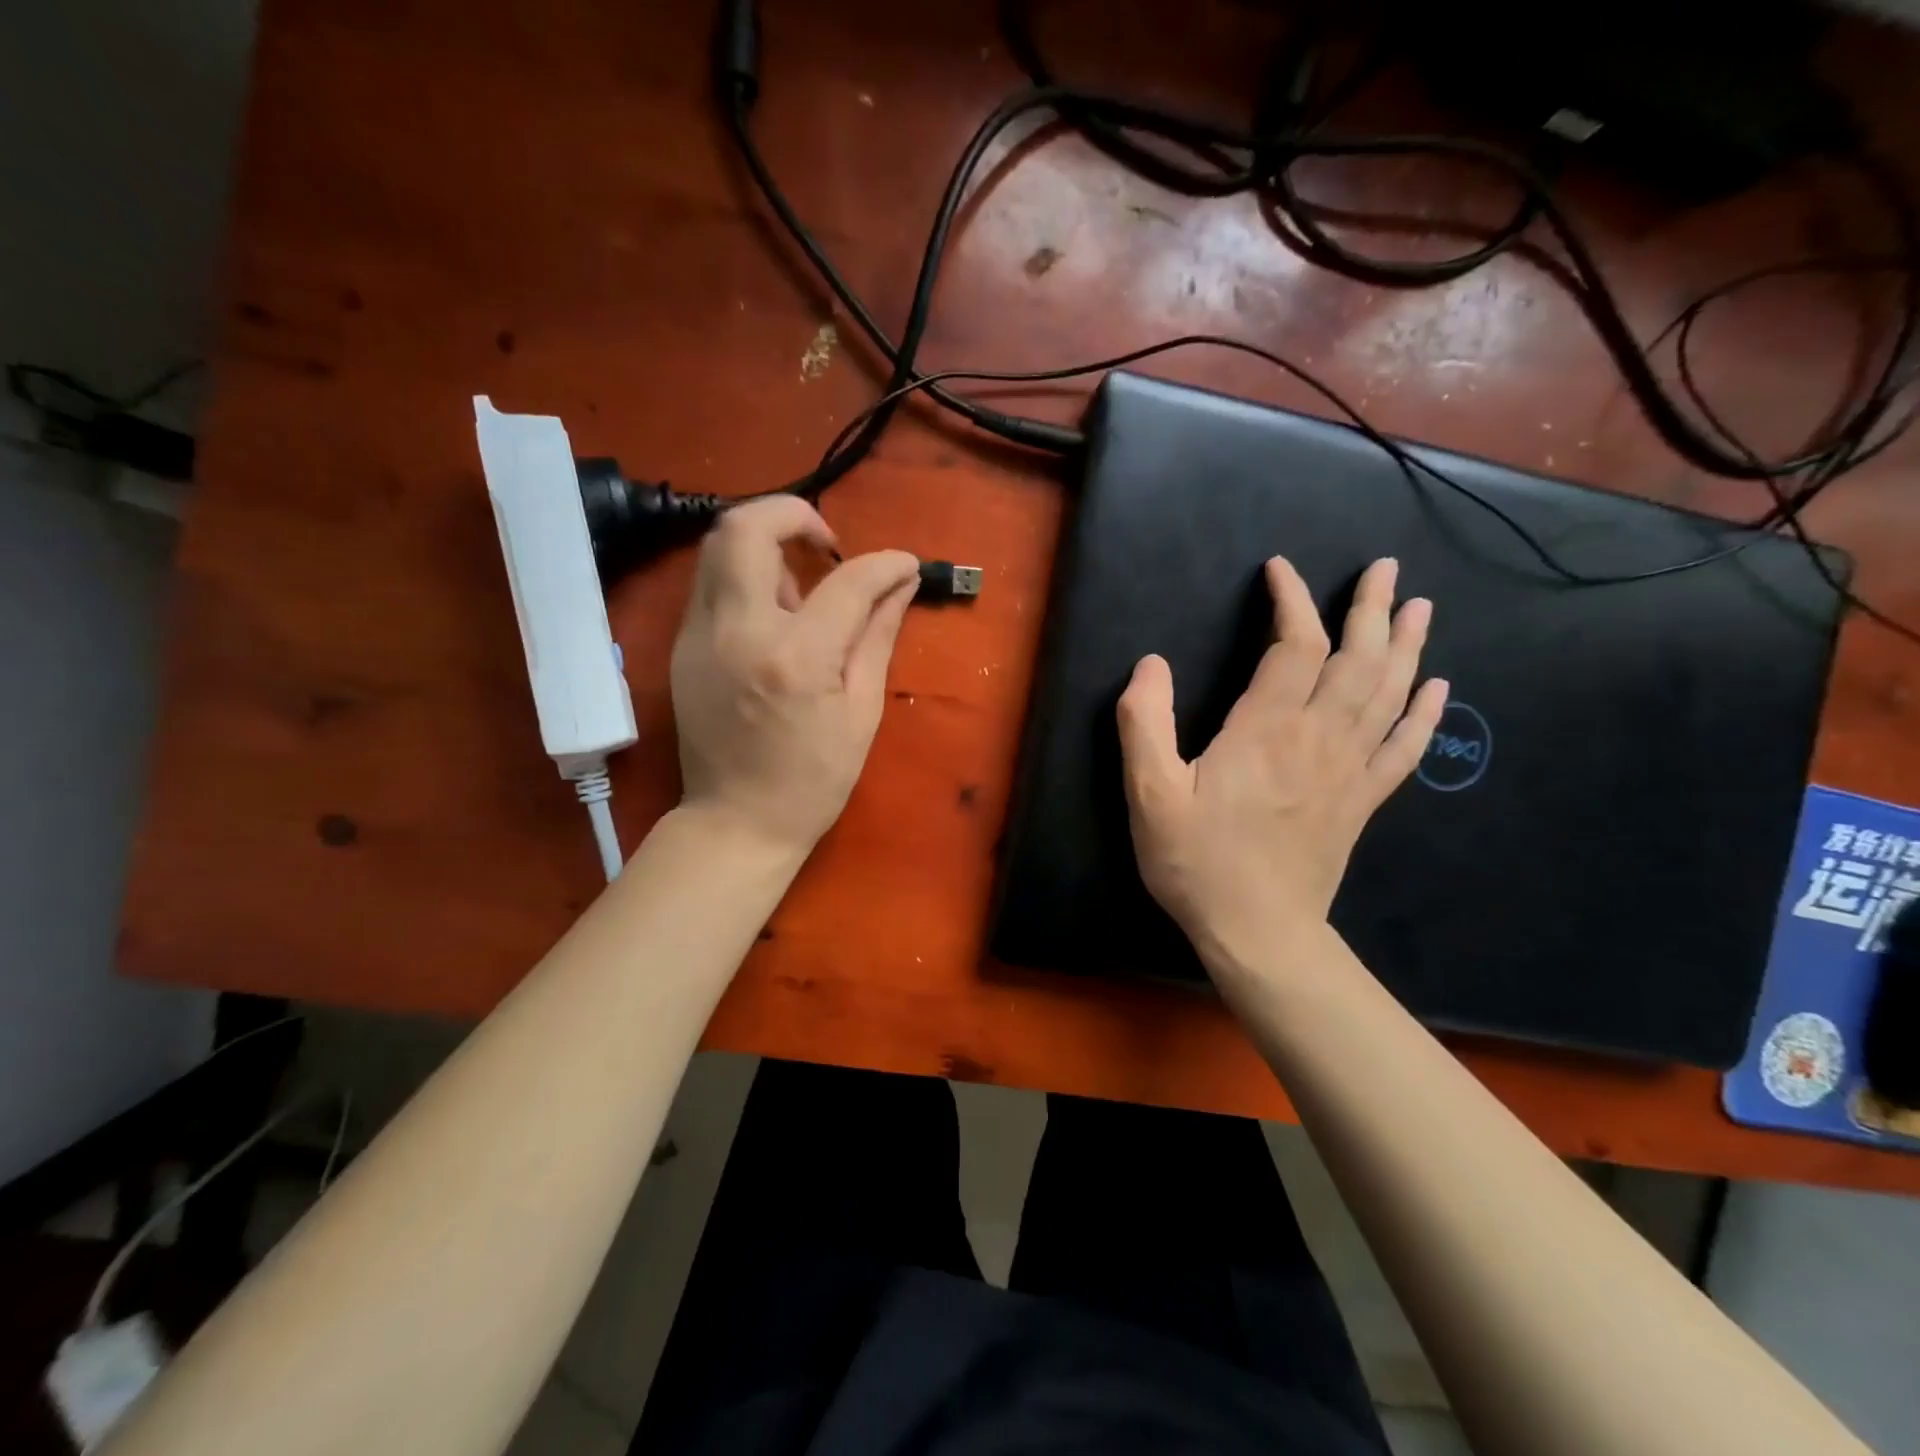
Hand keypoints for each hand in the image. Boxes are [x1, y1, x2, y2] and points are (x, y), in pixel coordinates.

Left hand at [670, 496, 918, 855]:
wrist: (735, 822)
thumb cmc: (812, 780)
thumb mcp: (861, 712)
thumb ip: (877, 636)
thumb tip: (901, 584)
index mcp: (795, 658)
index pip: (846, 581)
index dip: (884, 563)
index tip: (904, 564)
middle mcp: (737, 632)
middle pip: (746, 527)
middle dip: (794, 514)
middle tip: (828, 544)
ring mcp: (698, 636)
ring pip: (718, 545)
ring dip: (766, 544)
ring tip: (802, 584)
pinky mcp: (680, 645)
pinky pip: (712, 583)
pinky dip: (747, 576)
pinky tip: (774, 615)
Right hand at [1116, 555, 1445, 963]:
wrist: (1259, 931)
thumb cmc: (1197, 861)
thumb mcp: (1149, 794)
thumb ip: (1144, 723)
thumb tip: (1150, 664)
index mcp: (1266, 730)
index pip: (1293, 646)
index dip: (1291, 602)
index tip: (1280, 571)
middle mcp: (1318, 738)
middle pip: (1356, 659)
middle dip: (1368, 608)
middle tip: (1383, 568)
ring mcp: (1349, 770)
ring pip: (1388, 694)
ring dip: (1405, 646)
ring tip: (1418, 606)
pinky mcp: (1362, 801)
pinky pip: (1404, 748)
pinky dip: (1424, 714)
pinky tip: (1437, 688)